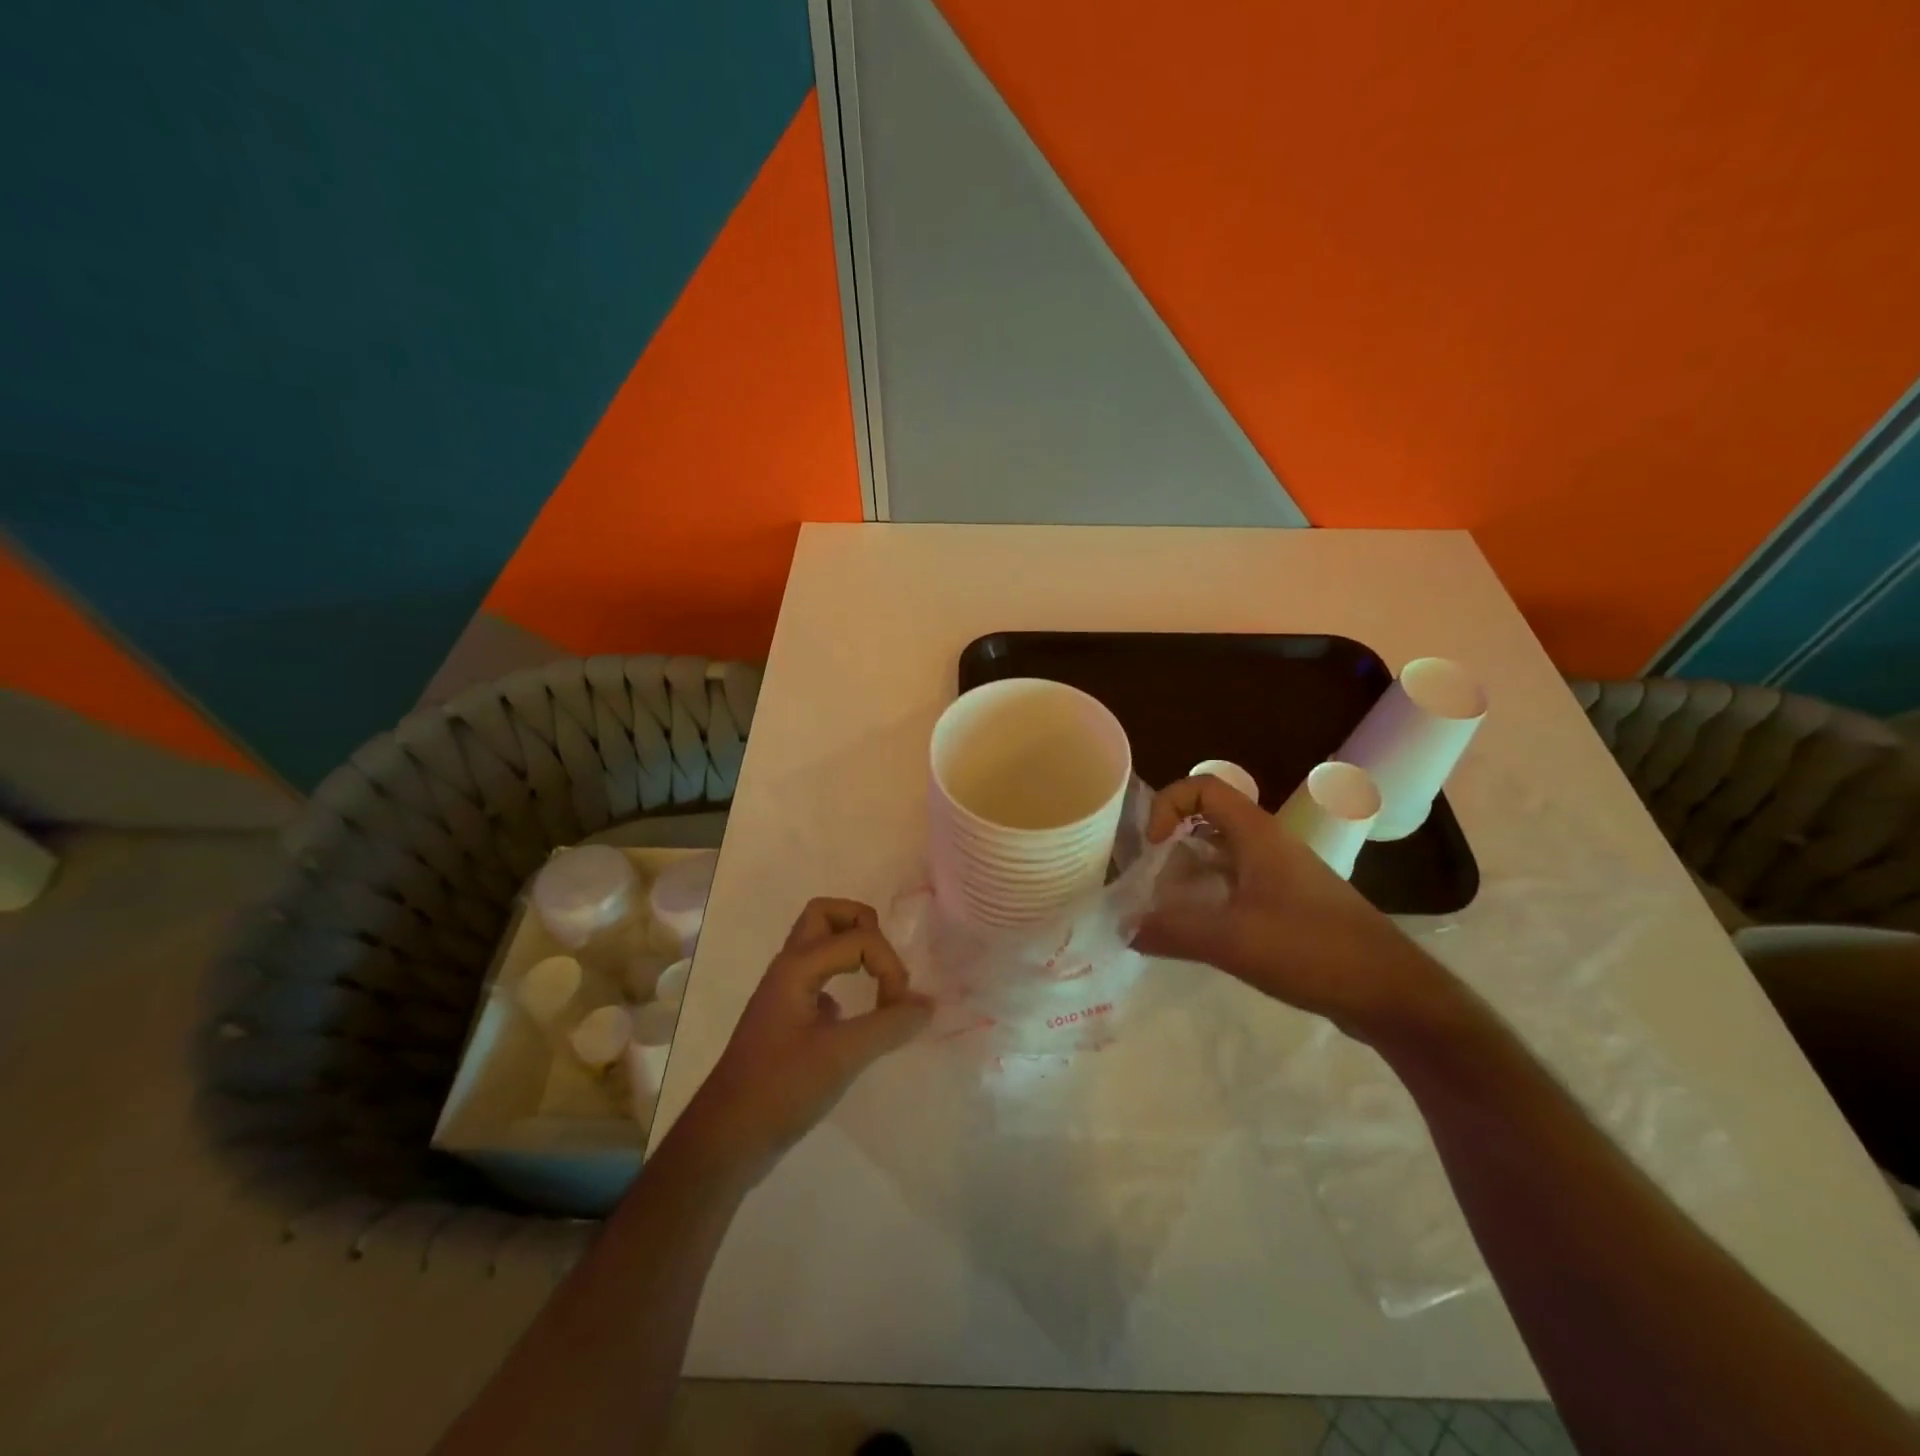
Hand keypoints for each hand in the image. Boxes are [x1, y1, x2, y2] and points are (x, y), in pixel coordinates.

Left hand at [672, 899, 932, 1180]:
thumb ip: (889, 1025)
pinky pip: (819, 977)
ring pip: (819, 944)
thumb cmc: (781, 1089)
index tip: (898, 1008)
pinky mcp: (787, 1017)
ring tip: (879, 980)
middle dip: (862, 925)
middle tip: (884, 960)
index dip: (889, 966)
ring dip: (852, 949)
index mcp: (797, 967)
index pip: (858, 938)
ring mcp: (785, 992)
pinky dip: (843, 980)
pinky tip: (855, 1016)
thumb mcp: (842, 1056)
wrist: (727, 1139)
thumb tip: (928, 1004)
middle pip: (825, 914)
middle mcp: (788, 968)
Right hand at [1135, 776, 1460, 1043]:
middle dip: (1170, 849)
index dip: (1168, 806)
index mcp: (1257, 834)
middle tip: (1147, 886)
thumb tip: (1123, 927)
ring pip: (1220, 860)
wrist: (1390, 992)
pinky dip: (1209, 902)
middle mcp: (1268, 846)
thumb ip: (1171, 931)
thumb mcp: (1231, 940)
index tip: (1153, 849)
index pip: (1203, 788)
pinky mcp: (1289, 907)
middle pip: (1206, 824)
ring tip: (1163, 915)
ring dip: (1187, 879)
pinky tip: (1197, 937)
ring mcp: (1281, 877)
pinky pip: (1236, 889)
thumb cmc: (1311, 949)